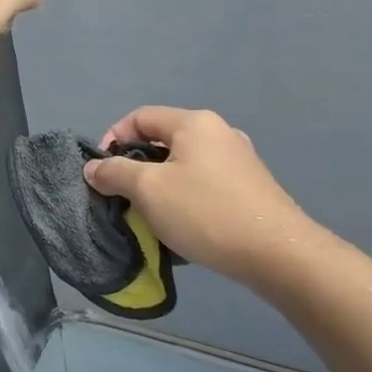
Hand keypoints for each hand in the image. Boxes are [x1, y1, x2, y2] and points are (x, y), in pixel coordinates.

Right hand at [84, 107, 315, 278]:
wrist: (277, 253)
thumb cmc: (205, 212)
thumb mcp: (148, 190)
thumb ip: (115, 173)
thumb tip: (94, 168)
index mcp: (194, 123)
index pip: (140, 118)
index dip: (112, 139)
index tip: (101, 172)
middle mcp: (219, 132)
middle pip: (162, 140)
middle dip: (135, 166)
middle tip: (122, 196)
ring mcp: (239, 160)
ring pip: (183, 164)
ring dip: (159, 185)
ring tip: (149, 214)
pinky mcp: (250, 187)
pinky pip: (204, 183)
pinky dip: (184, 198)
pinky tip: (182, 225)